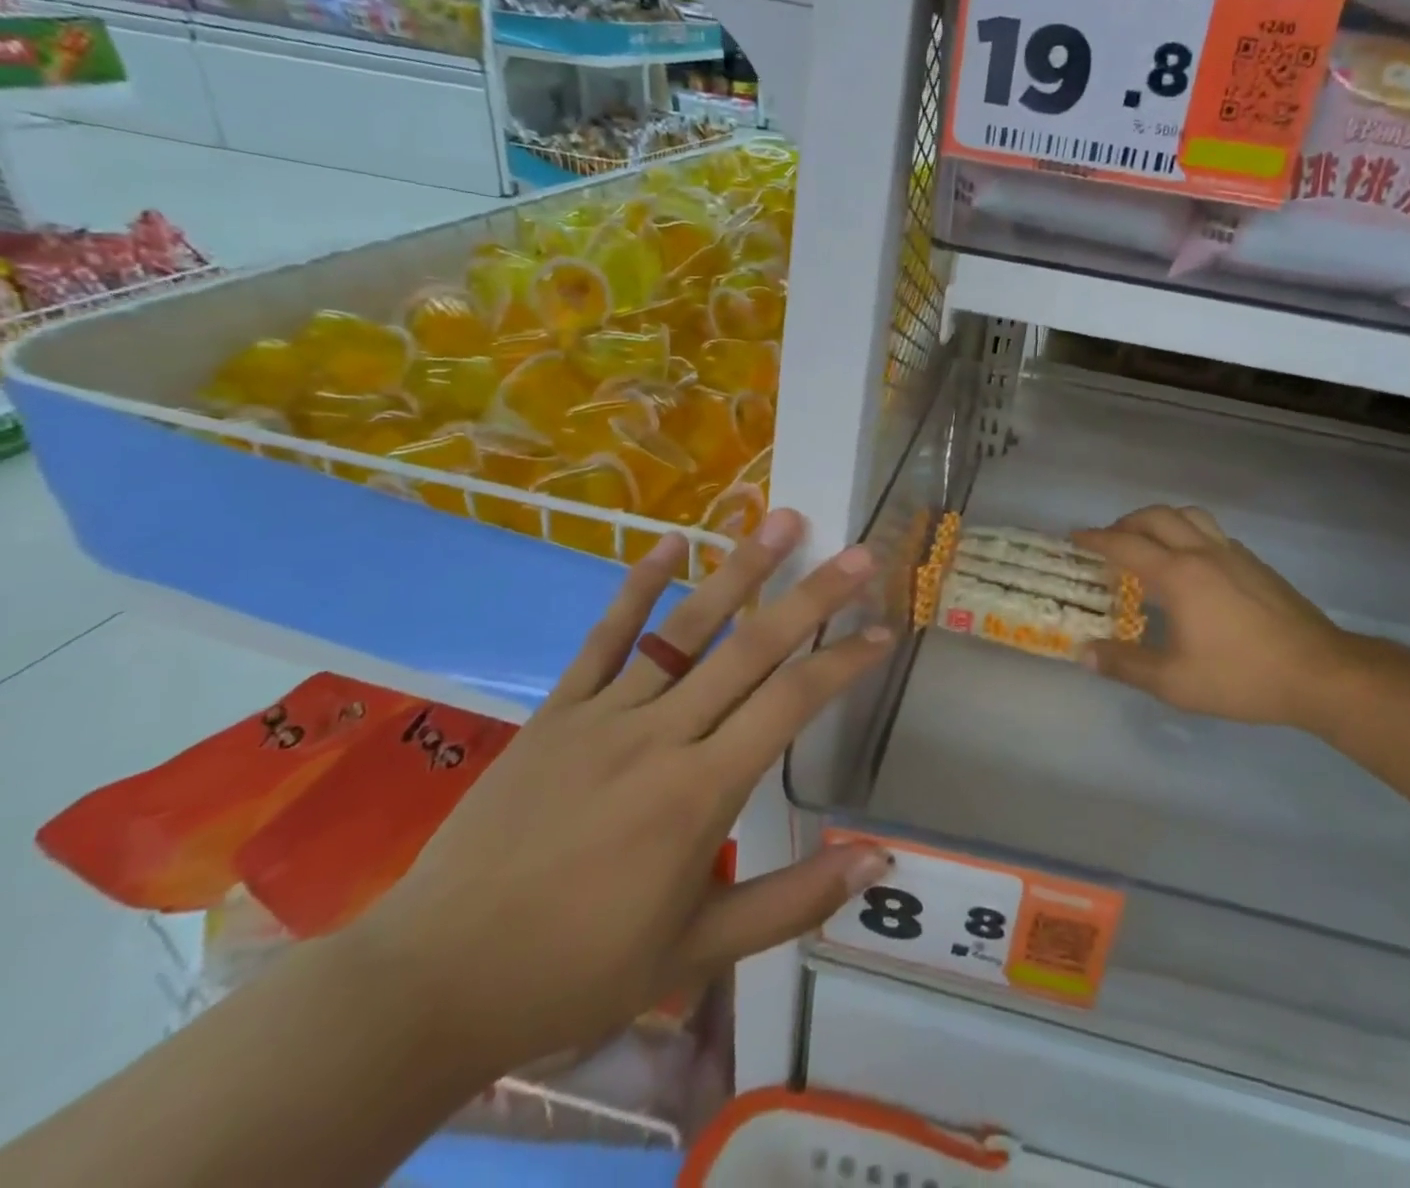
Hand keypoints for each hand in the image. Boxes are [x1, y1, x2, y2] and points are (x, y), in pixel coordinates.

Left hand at [337, 510, 893, 1079]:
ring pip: (687, 628)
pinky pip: (605, 638)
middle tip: (858, 553)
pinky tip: (671, 541)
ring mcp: (605, 714)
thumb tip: (876, 860)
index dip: (843, 662)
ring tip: (782, 520)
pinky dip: (639, 586)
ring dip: (741, 570)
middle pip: (751, 649)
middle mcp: (660, 735)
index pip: (790, 705)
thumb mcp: (697, 951)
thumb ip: (792, 901)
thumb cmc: (577, 970)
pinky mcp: (557, 711)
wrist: (433, 982)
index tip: (883, 630)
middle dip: (812, 597)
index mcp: (699, 793)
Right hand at [1073, 505, 1396, 730]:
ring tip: (1148, 541)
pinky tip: (1192, 562)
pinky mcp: (1256, 564)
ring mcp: (1233, 554)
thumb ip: (1125, 665)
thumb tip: (1083, 654)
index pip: (1125, 545)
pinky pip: (1212, 532)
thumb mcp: (1174, 681)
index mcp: (1177, 575)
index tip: (1074, 537)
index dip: (1095, 539)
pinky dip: (1189, 532)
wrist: (1319, 673)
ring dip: (1160, 520)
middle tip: (1108, 540)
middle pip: (1156, 517)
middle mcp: (1202, 553)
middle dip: (1125, 522)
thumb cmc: (1240, 677)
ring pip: (1189, 515)